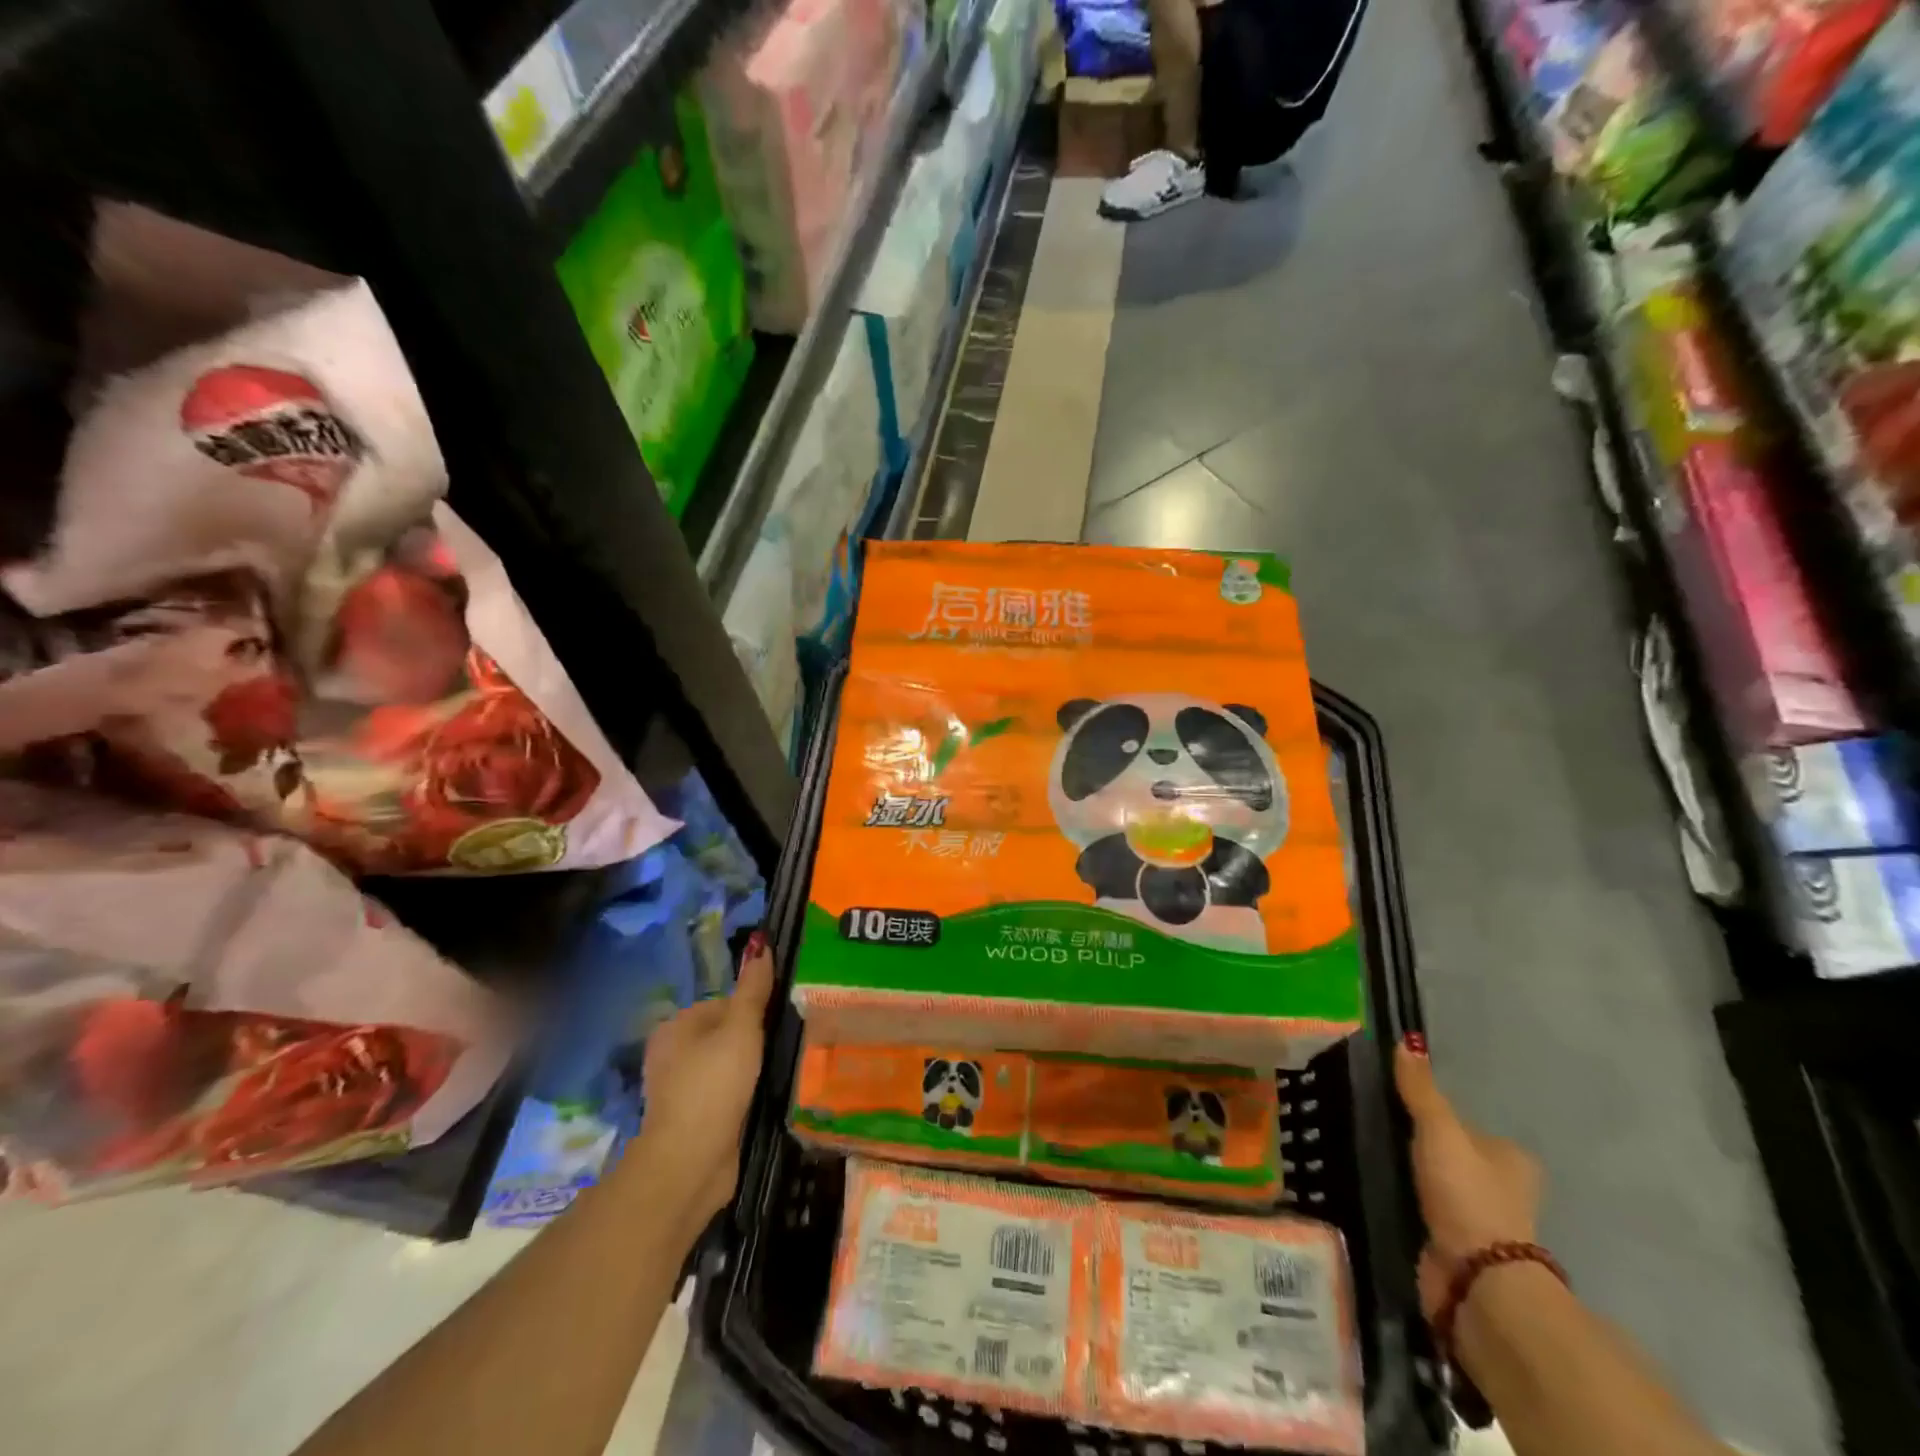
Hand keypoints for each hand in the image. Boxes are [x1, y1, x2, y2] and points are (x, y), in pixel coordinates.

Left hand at [625, 936, 774, 1233]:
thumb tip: (761, 942)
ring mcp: (680, 1089)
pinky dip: (741, 1095)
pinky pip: (724, 1094)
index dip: (753, 1011)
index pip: (724, 1003)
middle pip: (725, 1034)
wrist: (689, 1163)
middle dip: (753, 1040)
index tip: (778, 1024)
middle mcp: (672, 1054)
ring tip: (778, 1073)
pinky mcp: (692, 1119)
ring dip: (749, 1069)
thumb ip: (753, 990)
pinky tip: (761, 1100)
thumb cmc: (713, 1086)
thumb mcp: (741, 1030)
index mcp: (676, 1026)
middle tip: (783, 1048)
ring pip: (726, 1065)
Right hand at [1394, 1038, 1541, 1320]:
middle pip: (1454, 1155)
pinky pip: (1425, 1212)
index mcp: (1511, 1158)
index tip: (1398, 1108)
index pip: (1467, 1126)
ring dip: (1411, 1176)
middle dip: (1422, 1148)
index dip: (1436, 1117)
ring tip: (1370, 1155)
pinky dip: (1406, 1203)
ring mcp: (1481, 1221)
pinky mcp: (1457, 1248)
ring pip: (1438, 1185)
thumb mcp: (1439, 1130)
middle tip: (1379, 1129)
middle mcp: (1504, 1189)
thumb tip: (1406, 1040)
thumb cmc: (1467, 1194)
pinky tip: (1379, 1189)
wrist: (1477, 1280)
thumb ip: (1420, 1089)